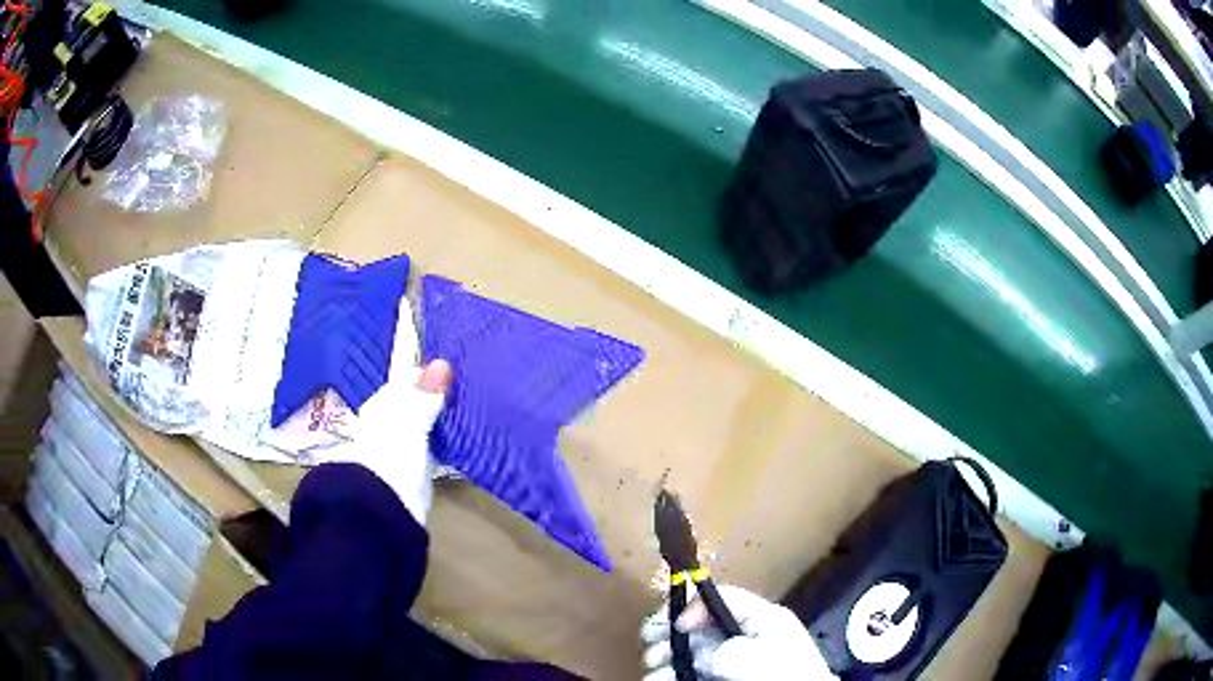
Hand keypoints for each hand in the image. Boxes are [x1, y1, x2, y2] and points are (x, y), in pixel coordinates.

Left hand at [325, 359, 450, 524]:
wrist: (386, 507)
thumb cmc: (392, 457)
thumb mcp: (411, 422)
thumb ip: (426, 396)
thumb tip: (442, 363)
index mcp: (381, 405)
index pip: (405, 380)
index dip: (426, 373)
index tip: (454, 367)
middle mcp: (388, 421)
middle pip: (414, 401)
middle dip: (435, 395)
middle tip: (466, 386)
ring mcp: (401, 444)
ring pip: (424, 422)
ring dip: (441, 416)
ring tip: (469, 406)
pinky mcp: (415, 466)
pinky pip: (433, 443)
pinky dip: (444, 437)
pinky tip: (461, 435)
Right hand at [641, 584, 835, 680]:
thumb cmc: (784, 675)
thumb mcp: (758, 656)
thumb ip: (727, 647)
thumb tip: (705, 652)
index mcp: (761, 619)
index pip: (722, 599)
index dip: (694, 605)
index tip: (675, 625)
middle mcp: (745, 636)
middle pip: (701, 625)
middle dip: (671, 631)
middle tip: (649, 641)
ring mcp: (734, 660)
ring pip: (692, 651)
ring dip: (667, 655)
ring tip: (652, 666)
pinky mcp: (724, 678)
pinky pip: (693, 671)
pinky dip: (674, 673)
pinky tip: (659, 678)